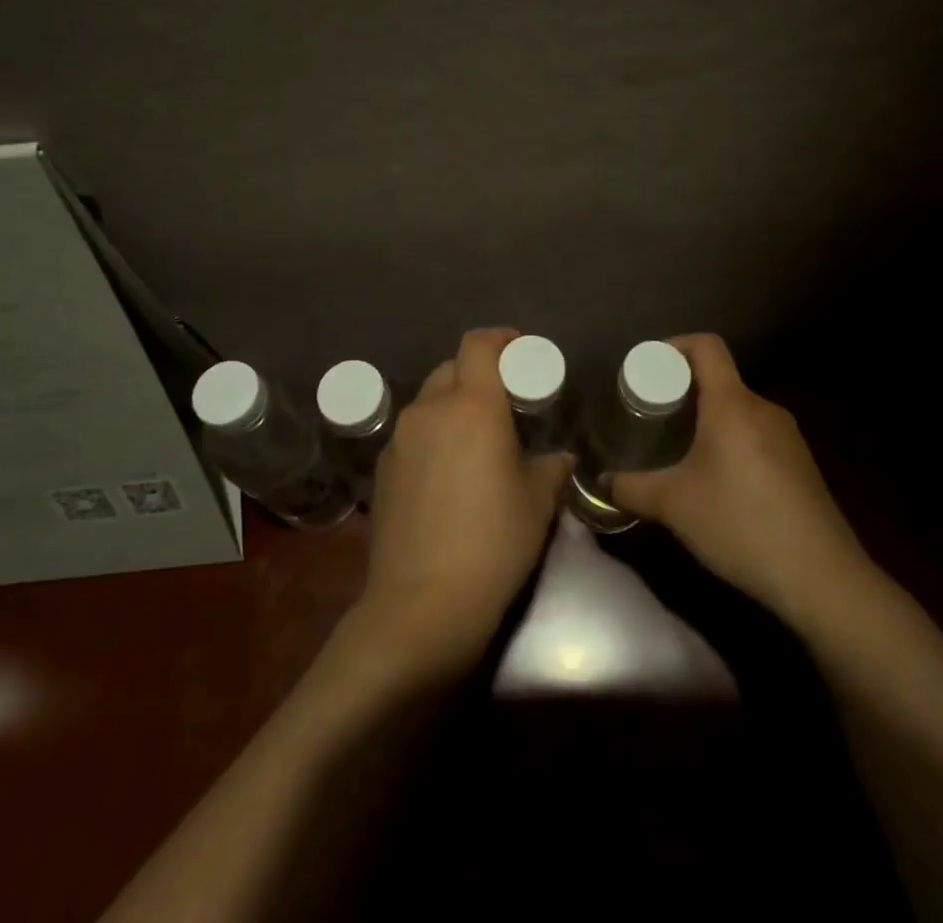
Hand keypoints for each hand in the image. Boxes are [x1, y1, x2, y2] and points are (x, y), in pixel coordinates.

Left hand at [355, 328, 573, 674]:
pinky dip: (433, 434)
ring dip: (453, 404)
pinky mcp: (383, 467)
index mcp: (472, 405)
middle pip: (452, 367)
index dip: (501, 338)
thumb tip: (558, 457)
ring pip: (429, 400)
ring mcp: (399, 438)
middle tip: (504, 401)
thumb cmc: (493, 543)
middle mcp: (430, 409)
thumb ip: (552, 466)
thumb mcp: (538, 502)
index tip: (521, 351)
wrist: (422, 604)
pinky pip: (413, 433)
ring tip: (476, 439)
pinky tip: (447, 473)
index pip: (479, 343)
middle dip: (478, 373)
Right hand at [610, 334, 880, 631]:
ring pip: (739, 410)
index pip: (706, 346)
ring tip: (681, 449)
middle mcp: (763, 408)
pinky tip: (718, 481)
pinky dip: (731, 442)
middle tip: (654, 415)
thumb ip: (631, 488)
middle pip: (720, 379)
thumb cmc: (740, 523)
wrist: (821, 577)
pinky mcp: (801, 464)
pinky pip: (757, 434)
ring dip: (708, 420)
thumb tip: (601, 481)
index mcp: (733, 403)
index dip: (675, 345)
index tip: (648, 367)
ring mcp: (788, 436)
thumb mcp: (674, 506)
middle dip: (684, 391)